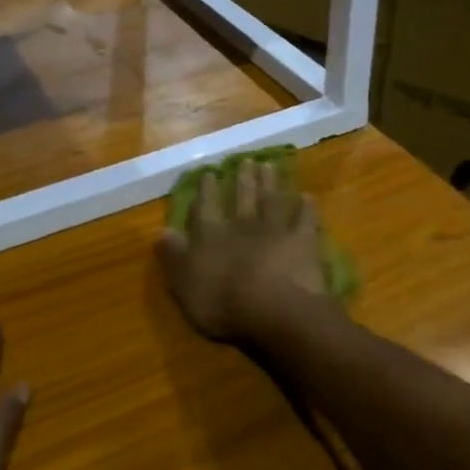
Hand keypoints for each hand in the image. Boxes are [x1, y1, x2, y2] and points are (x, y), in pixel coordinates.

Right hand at [159, 158, 332, 341]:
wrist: (273, 308)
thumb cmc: (222, 301)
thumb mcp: (184, 282)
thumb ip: (173, 255)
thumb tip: (161, 230)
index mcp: (211, 235)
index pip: (206, 208)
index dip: (207, 191)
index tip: (209, 173)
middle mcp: (242, 225)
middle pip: (242, 197)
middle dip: (243, 179)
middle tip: (246, 160)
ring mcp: (275, 230)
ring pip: (272, 200)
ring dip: (270, 183)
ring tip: (269, 165)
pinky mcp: (303, 242)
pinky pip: (305, 221)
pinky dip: (306, 208)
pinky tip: (307, 197)